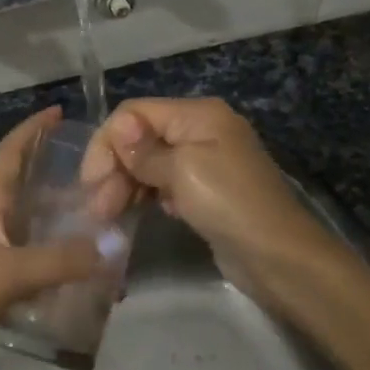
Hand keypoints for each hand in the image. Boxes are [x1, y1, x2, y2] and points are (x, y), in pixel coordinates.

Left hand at [0, 107, 101, 369]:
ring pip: (31, 226)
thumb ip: (60, 259)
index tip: (59, 111)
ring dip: (61, 221)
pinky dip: (56, 261)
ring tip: (102, 220)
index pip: (9, 153)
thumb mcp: (8, 272)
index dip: (32, 129)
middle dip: (57, 175)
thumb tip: (112, 246)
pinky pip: (31, 262)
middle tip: (100, 173)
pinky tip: (82, 271)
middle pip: (24, 186)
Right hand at [80, 98, 326, 291]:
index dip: (108, 142)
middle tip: (98, 207)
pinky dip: (147, 195)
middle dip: (115, 167)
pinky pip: (164, 184)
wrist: (278, 256)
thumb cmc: (228, 204)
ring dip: (125, 185)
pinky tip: (138, 213)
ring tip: (108, 216)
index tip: (91, 182)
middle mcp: (201, 130)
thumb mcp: (183, 171)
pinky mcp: (205, 191)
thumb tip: (119, 127)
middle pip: (141, 137)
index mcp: (198, 114)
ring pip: (149, 163)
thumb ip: (145, 150)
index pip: (135, 113)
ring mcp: (205, 162)